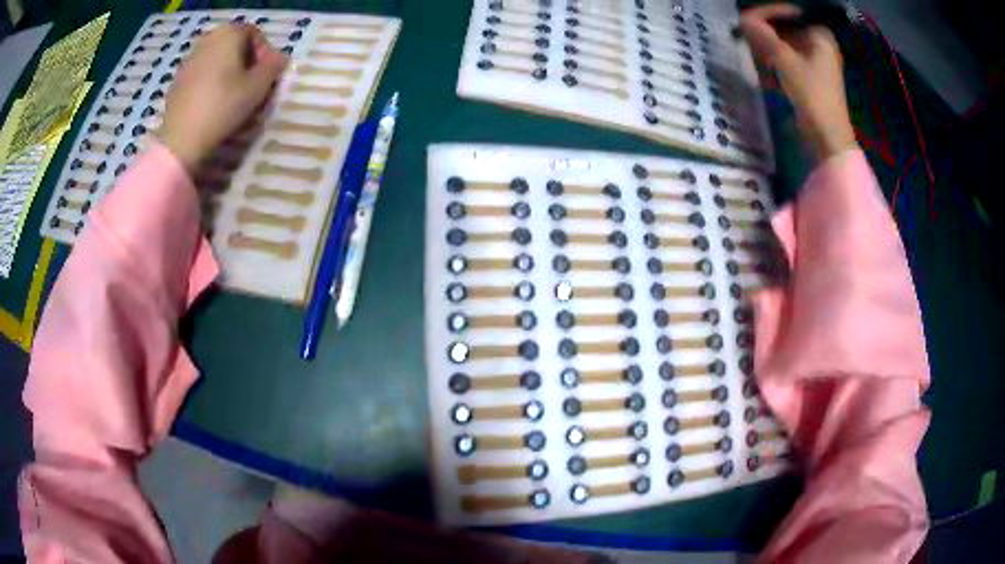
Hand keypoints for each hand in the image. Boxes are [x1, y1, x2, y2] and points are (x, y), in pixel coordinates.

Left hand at [159, 24, 287, 174]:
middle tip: (251, 85)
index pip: (254, 34)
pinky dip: (210, 83)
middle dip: (245, 61)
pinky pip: (200, 75)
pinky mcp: (176, 81)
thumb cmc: (223, 106)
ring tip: (232, 96)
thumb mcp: (258, 87)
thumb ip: (274, 67)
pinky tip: (212, 104)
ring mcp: (188, 60)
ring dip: (227, 72)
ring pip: (216, 59)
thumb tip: (280, 58)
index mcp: (228, 34)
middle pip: (233, 45)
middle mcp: (207, 40)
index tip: (267, 75)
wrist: (181, 140)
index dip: (265, 53)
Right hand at [740, 4, 856, 160]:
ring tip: (758, 58)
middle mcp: (821, 44)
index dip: (766, 15)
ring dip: (770, 50)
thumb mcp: (784, 60)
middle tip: (751, 41)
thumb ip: (763, 36)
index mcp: (820, 34)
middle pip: (786, 29)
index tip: (746, 22)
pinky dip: (778, 63)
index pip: (788, 13)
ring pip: (787, 46)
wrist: (829, 140)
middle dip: (767, 35)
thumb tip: (744, 19)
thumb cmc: (812, 95)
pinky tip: (770, 73)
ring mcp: (818, 63)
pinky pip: (791, 61)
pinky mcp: (813, 80)